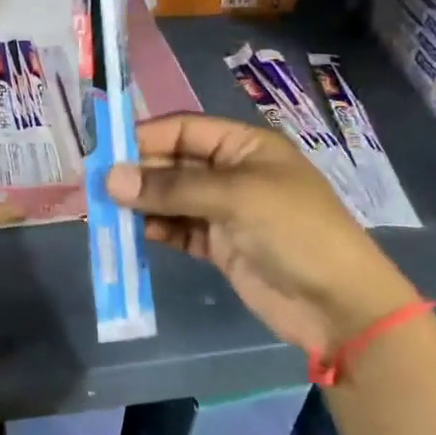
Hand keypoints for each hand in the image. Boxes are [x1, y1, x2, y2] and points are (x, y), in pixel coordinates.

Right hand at [105, 114, 417, 352]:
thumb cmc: (294, 231)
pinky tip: (131, 233)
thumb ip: (171, 188)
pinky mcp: (220, 245)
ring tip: (104, 211)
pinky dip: (156, 229)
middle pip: (174, 163)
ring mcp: (226, 210)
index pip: (184, 129)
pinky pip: (178, 228)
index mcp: (244, 145)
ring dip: (142, 203)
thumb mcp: (234, 198)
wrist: (338, 305)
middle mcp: (232, 172)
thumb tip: (110, 179)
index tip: (104, 152)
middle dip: (139, 173)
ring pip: (172, 197)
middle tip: (97, 187)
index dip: (145, 138)